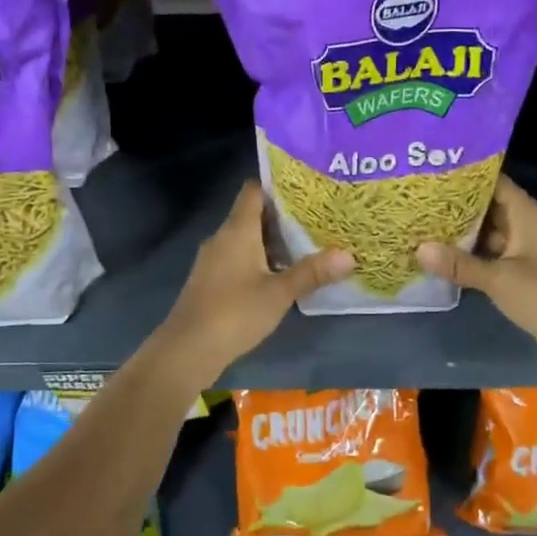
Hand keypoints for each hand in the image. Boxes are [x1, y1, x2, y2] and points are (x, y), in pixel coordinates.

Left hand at [155, 181, 352, 380]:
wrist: (187, 350)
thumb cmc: (235, 313)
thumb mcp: (279, 293)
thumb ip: (312, 272)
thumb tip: (349, 255)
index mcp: (237, 230)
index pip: (254, 190)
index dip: (278, 185)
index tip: (307, 188)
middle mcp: (222, 238)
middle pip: (253, 215)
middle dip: (284, 217)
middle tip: (318, 218)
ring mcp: (213, 260)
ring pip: (247, 240)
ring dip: (273, 242)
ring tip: (308, 245)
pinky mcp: (211, 281)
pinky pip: (239, 259)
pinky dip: (260, 261)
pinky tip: (281, 275)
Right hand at [416, 175, 536, 372]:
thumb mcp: (499, 280)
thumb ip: (459, 264)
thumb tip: (418, 248)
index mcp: (529, 214)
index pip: (494, 182)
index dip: (465, 177)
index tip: (433, 175)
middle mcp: (529, 224)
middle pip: (490, 206)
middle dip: (457, 206)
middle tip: (421, 201)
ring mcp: (528, 248)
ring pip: (490, 232)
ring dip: (463, 232)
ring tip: (425, 225)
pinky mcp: (526, 271)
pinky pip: (495, 254)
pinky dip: (473, 254)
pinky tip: (445, 255)